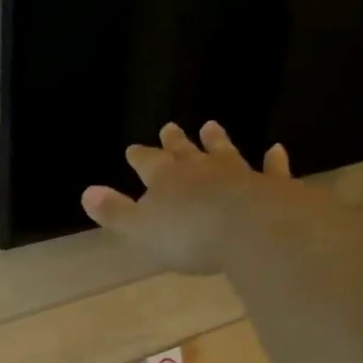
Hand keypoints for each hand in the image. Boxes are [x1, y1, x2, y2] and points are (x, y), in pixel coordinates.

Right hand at [81, 121, 295, 273]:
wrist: (251, 231)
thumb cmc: (188, 236)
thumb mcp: (139, 229)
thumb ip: (114, 211)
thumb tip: (87, 192)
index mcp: (165, 179)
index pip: (147, 163)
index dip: (139, 157)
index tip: (133, 149)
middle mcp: (200, 169)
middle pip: (184, 151)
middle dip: (174, 142)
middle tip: (170, 126)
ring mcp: (237, 174)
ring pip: (224, 152)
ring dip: (216, 141)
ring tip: (211, 126)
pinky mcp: (270, 186)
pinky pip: (270, 169)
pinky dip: (272, 161)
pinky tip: (276, 150)